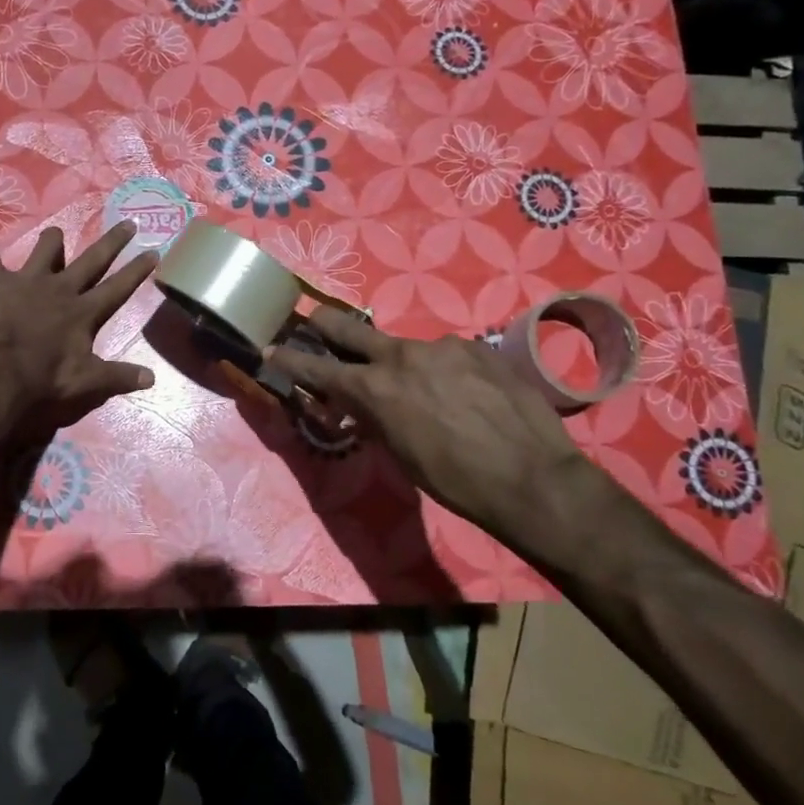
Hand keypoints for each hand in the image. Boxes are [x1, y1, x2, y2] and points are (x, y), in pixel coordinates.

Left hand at [0, 221, 157, 427]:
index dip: (137, 270)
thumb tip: (152, 378)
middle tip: (129, 222)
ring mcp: (29, 281)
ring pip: (45, 248)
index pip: (118, 287)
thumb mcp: (87, 381)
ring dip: (50, 241)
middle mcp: (62, 288)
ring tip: (54, 235)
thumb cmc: (45, 376)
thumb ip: (119, 376)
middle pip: (93, 258)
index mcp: (85, 311)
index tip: (153, 251)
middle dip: (113, 241)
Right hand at [265, 309, 610, 551]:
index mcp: (375, 388)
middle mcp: (401, 356)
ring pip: (406, 348)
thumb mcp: (400, 454)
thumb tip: (361, 404)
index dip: (289, 360)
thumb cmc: (455, 481)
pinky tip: (464, 394)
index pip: (316, 368)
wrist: (532, 478)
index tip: (270, 350)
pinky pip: (446, 355)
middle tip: (314, 324)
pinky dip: (442, 371)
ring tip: (428, 394)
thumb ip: (374, 418)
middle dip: (323, 325)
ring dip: (402, 365)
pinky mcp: (477, 347)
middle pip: (346, 327)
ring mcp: (442, 346)